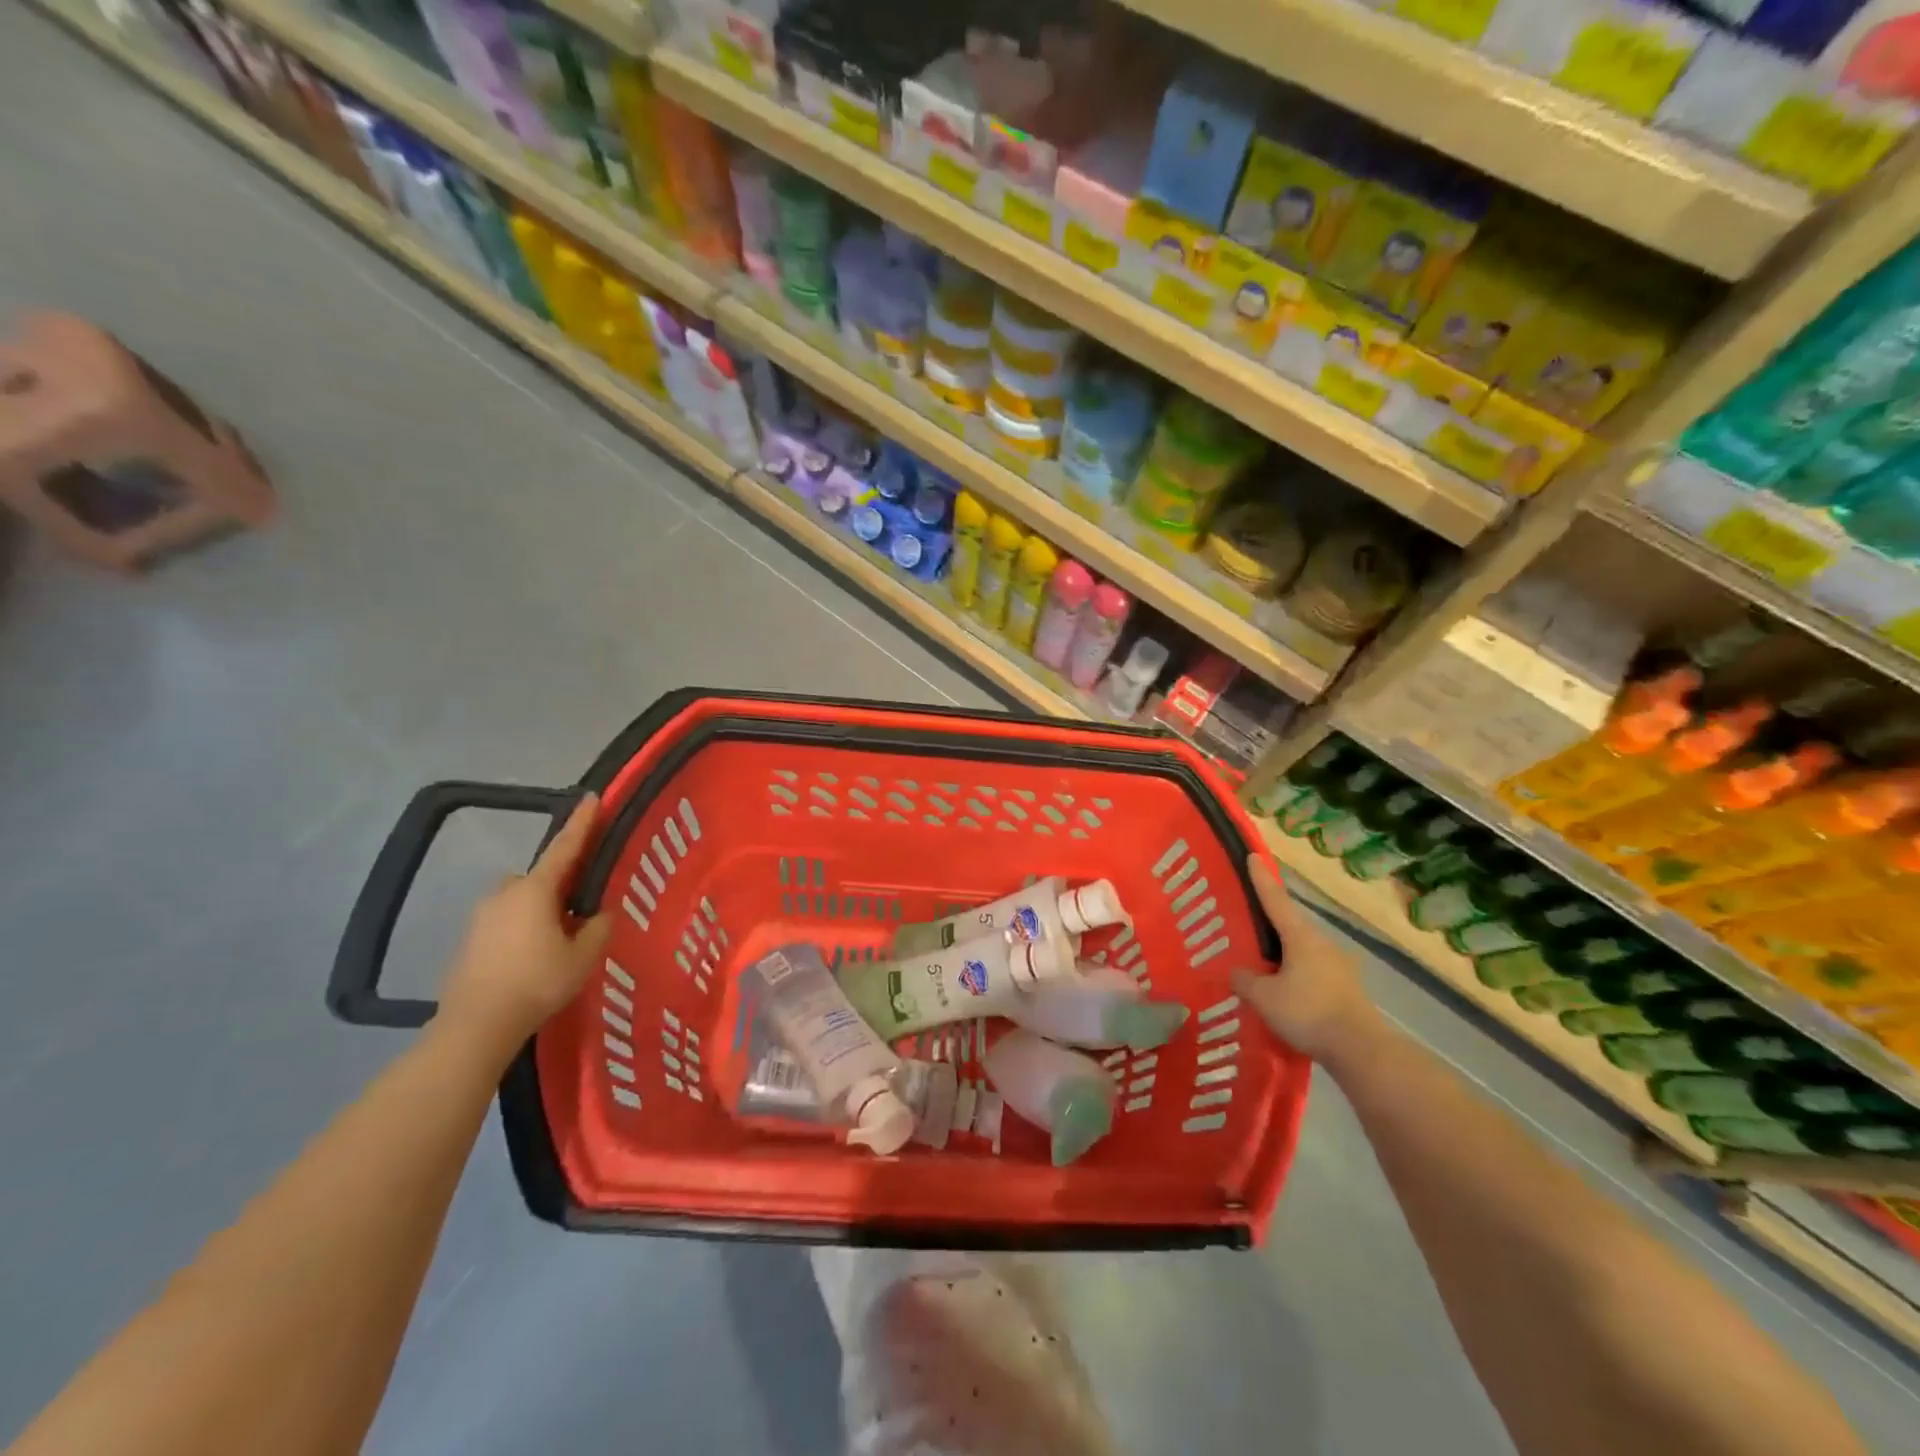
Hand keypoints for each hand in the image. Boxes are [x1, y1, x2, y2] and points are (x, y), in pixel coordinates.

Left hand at [438, 794, 612, 1046]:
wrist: (476, 1024)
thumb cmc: (537, 982)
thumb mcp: (584, 956)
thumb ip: (597, 927)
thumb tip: (600, 913)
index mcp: (536, 890)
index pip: (565, 847)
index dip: (582, 823)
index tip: (591, 798)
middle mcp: (506, 893)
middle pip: (541, 877)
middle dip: (561, 884)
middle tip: (583, 905)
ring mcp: (483, 916)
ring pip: (522, 900)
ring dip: (541, 909)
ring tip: (560, 938)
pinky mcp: (471, 939)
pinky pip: (507, 920)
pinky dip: (524, 928)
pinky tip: (535, 956)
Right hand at [1232, 854, 1380, 1062]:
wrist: (1360, 1049)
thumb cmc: (1308, 1012)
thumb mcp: (1264, 997)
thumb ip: (1245, 980)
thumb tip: (1235, 970)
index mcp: (1301, 937)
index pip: (1275, 900)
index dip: (1261, 879)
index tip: (1253, 856)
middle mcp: (1322, 943)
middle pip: (1291, 926)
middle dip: (1271, 924)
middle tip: (1249, 924)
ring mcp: (1340, 966)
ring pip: (1304, 950)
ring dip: (1285, 954)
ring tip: (1265, 965)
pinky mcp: (1348, 989)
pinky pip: (1314, 971)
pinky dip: (1298, 975)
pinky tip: (1287, 991)